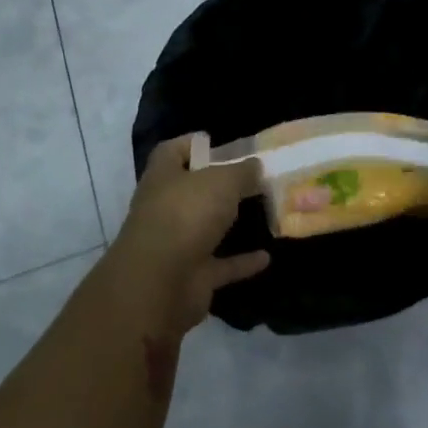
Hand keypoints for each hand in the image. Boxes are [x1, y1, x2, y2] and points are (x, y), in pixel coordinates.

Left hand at [102, 137, 269, 340]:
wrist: (160, 284)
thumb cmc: (186, 215)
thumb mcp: (222, 181)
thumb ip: (242, 171)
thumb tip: (255, 166)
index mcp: (163, 178)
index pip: (171, 152)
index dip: (191, 144)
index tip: (217, 142)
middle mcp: (165, 209)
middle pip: (191, 190)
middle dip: (218, 185)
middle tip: (253, 176)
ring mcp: (176, 245)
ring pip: (205, 228)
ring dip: (228, 222)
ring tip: (262, 211)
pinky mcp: (191, 276)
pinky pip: (221, 264)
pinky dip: (242, 261)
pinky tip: (267, 256)